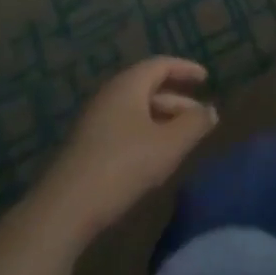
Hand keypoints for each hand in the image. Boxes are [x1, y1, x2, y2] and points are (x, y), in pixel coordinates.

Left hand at [35, 58, 218, 246]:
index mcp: (128, 86)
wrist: (64, 210)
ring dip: (163, 121)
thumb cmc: (123, 166)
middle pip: (149, 88)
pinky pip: (125, 128)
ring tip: (183, 141)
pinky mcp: (87, 147)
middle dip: (178, 102)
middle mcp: (110, 96)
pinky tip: (155, 159)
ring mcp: (95, 122)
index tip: (206, 79)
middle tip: (200, 118)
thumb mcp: (169, 145)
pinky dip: (146, 134)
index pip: (161, 65)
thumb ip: (195, 124)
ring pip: (137, 111)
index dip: (186, 69)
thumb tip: (211, 110)